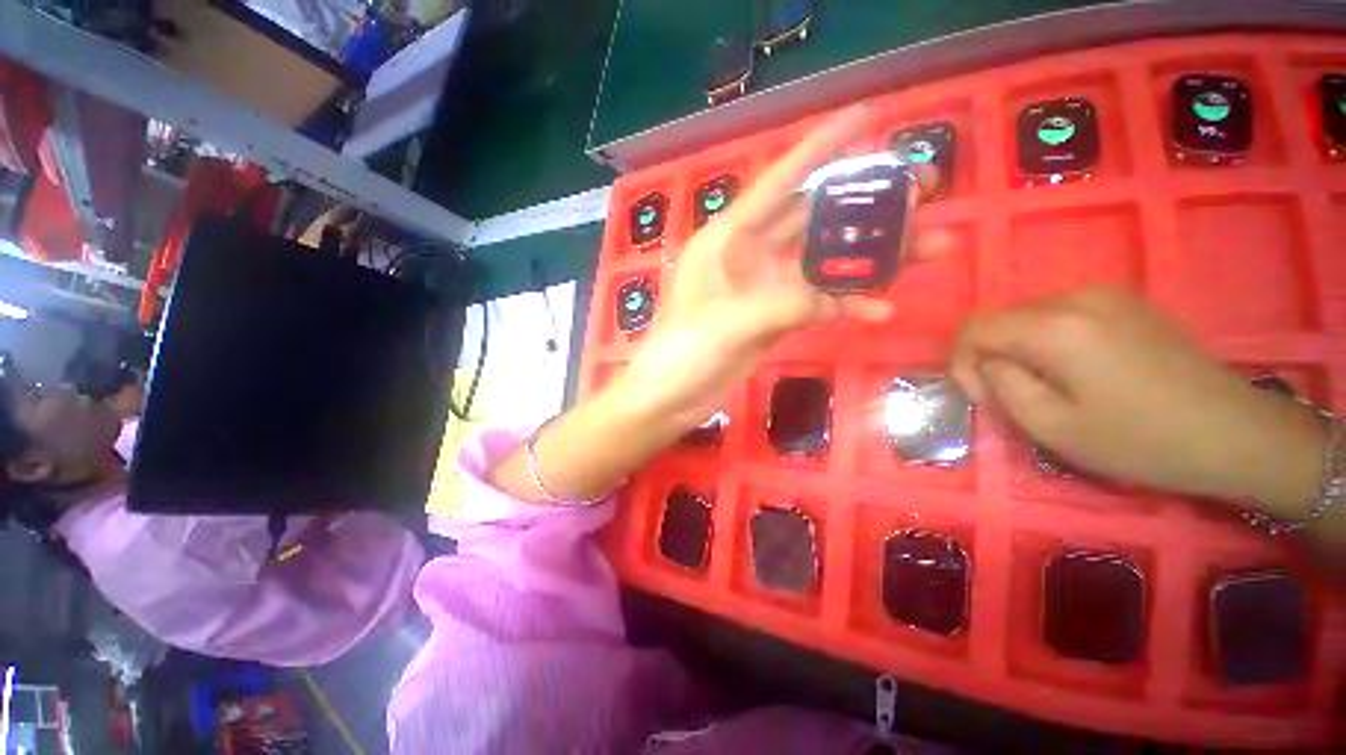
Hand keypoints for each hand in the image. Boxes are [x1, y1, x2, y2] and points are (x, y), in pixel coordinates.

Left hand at [614, 105, 949, 429]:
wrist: (669, 396)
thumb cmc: (683, 351)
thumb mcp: (731, 321)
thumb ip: (789, 303)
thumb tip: (847, 299)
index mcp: (728, 238)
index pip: (780, 181)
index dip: (823, 147)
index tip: (870, 116)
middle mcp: (749, 254)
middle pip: (814, 219)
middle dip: (865, 202)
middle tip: (925, 188)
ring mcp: (764, 288)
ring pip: (823, 263)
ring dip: (870, 257)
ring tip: (931, 246)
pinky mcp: (774, 318)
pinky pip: (817, 304)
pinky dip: (846, 306)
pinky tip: (881, 310)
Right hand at [950, 288, 1327, 513]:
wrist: (1233, 433)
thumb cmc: (1140, 440)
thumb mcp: (1052, 427)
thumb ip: (1003, 387)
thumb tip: (989, 365)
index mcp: (1055, 327)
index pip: (974, 327)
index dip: (961, 362)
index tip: (981, 396)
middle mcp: (1076, 297)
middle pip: (1001, 318)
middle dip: (989, 357)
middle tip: (1009, 398)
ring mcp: (1106, 295)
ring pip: (1028, 316)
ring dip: (1018, 350)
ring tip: (1044, 387)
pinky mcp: (1126, 302)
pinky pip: (1061, 315)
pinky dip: (1047, 341)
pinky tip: (1075, 371)